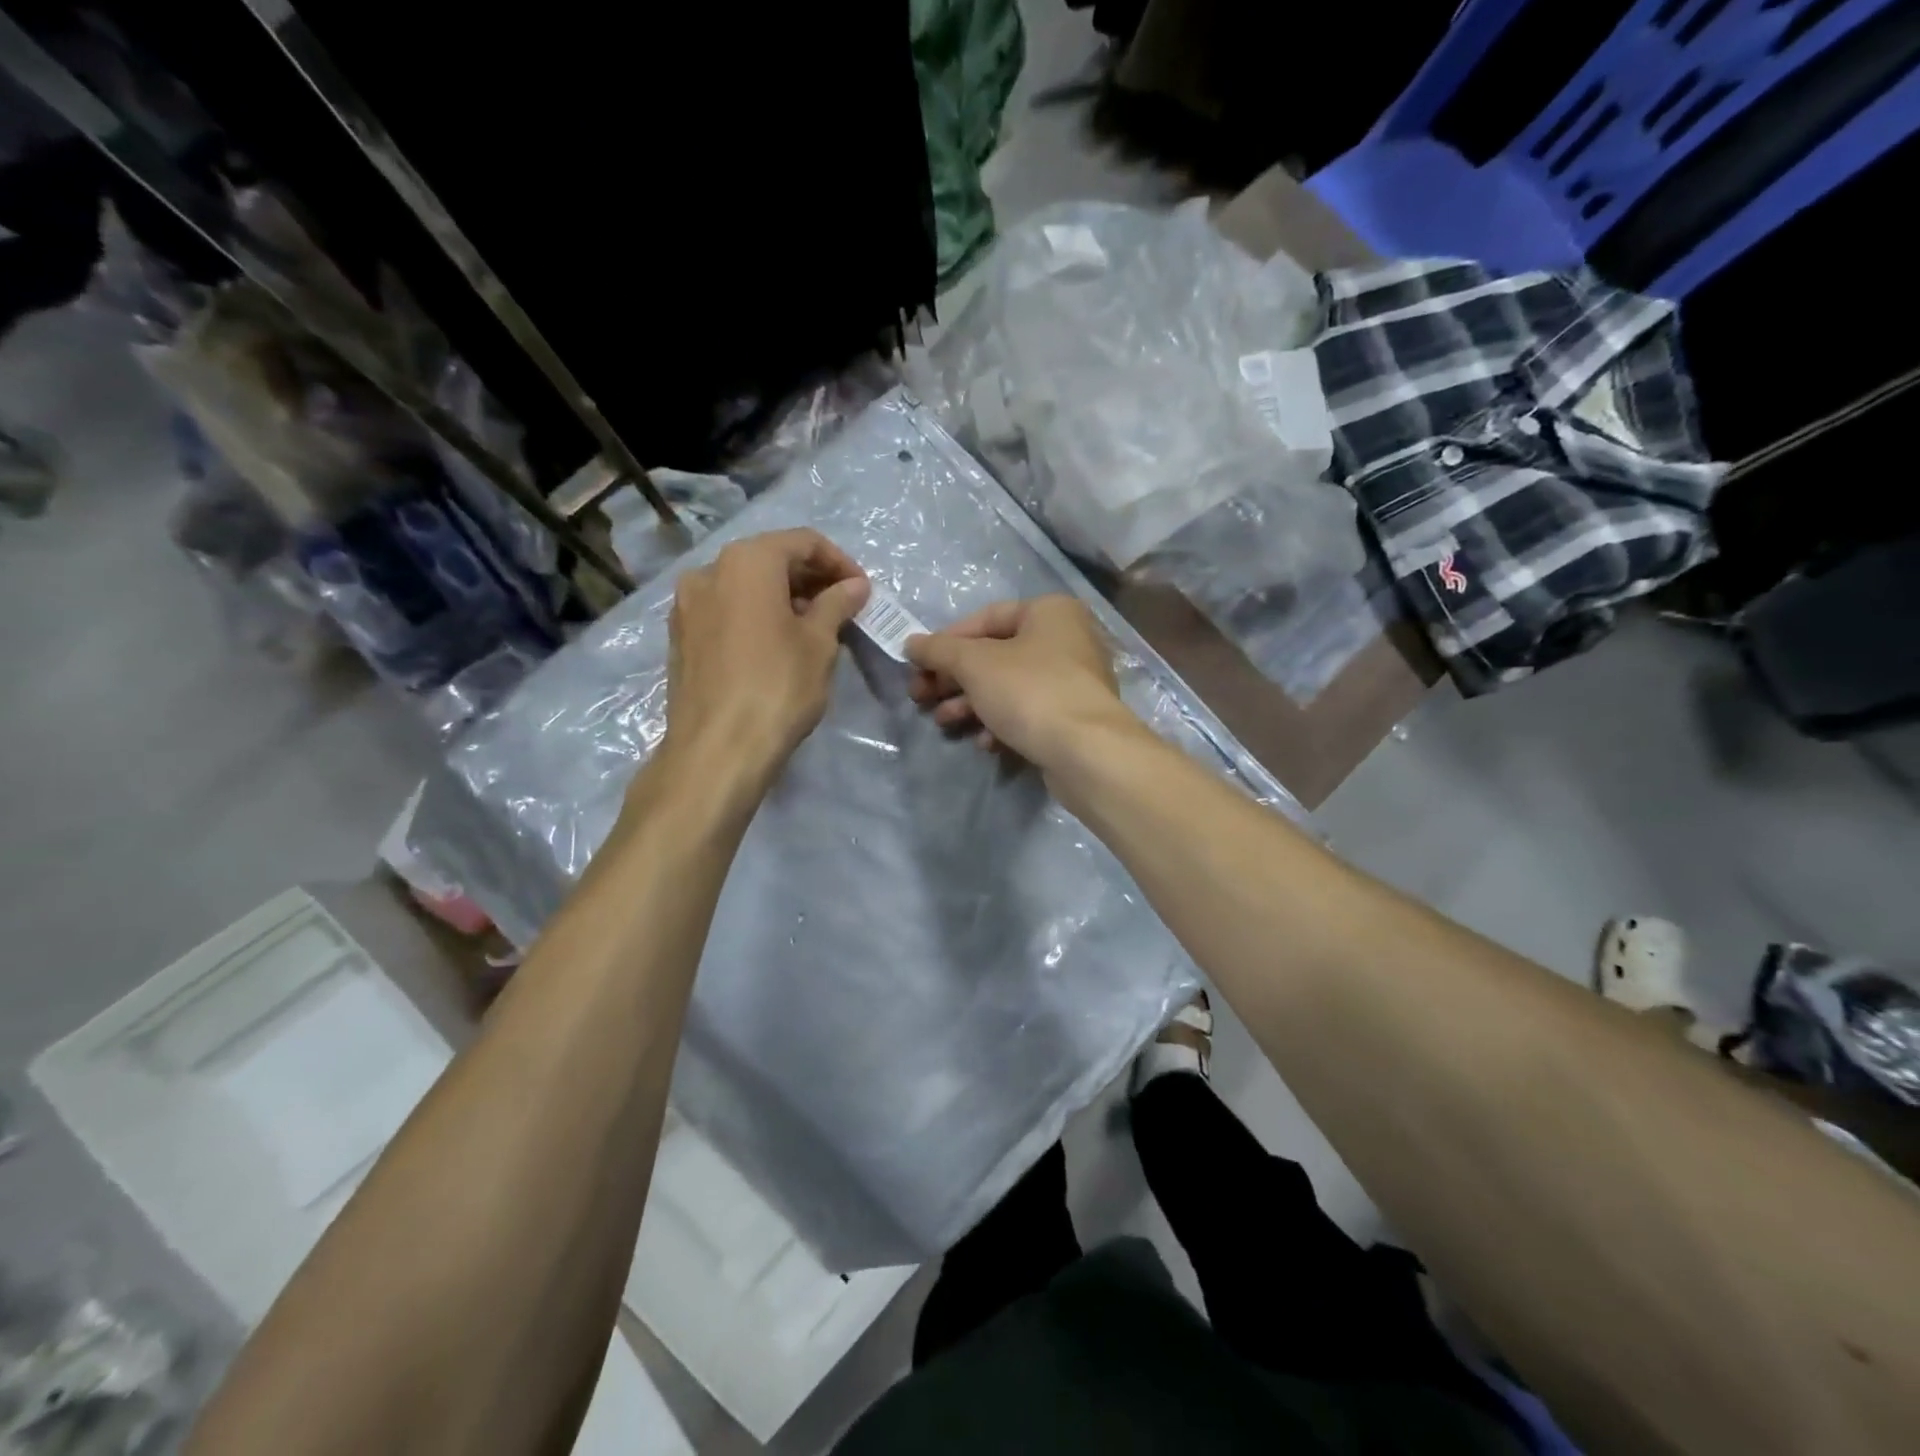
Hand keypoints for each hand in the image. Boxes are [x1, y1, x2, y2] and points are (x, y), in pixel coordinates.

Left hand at [659, 528, 869, 784]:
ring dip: (785, 599)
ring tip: (816, 629)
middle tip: (844, 610)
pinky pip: (728, 611)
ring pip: (746, 586)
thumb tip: (854, 586)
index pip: (803, 542)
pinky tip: (779, 645)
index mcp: (747, 561)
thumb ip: (837, 604)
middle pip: (771, 559)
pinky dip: (757, 616)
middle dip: (811, 580)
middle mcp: (709, 570)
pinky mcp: (681, 637)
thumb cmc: (778, 687)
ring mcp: (688, 605)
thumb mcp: (819, 643)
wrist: (717, 749)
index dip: (839, 562)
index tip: (862, 591)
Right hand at [904, 596, 1136, 772]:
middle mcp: (1066, 639)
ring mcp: (1072, 681)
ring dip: (970, 704)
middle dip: (954, 679)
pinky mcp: (1072, 718)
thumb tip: (911, 643)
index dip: (946, 641)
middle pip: (995, 655)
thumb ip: (939, 650)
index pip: (985, 618)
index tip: (918, 665)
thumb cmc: (1029, 691)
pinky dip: (1001, 724)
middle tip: (921, 698)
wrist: (1086, 752)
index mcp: (1049, 612)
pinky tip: (984, 743)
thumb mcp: (974, 664)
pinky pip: (1028, 713)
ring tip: (943, 723)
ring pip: (1008, 687)